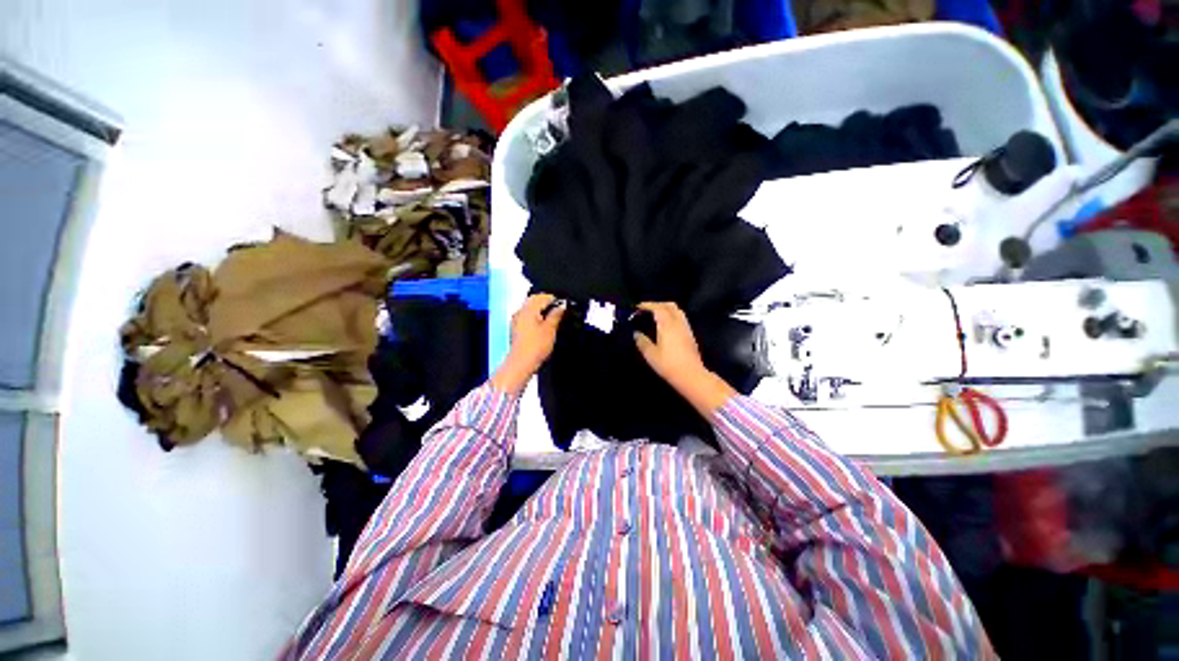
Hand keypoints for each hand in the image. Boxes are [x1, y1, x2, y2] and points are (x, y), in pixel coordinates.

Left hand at [491, 294, 565, 394]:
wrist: (521, 363)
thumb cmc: (534, 347)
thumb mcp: (550, 329)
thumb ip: (556, 315)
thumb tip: (561, 307)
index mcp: (528, 309)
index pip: (543, 296)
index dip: (555, 298)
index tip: (564, 304)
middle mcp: (520, 312)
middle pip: (534, 300)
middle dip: (547, 302)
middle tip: (559, 309)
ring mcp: (517, 320)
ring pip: (530, 308)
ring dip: (541, 309)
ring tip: (553, 317)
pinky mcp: (517, 329)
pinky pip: (527, 317)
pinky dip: (536, 317)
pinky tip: (543, 325)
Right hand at [633, 302, 733, 415]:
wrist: (691, 375)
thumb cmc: (668, 365)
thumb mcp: (650, 354)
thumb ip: (642, 341)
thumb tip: (636, 333)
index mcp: (667, 324)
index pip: (657, 308)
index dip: (647, 305)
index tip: (637, 307)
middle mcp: (678, 322)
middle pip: (669, 305)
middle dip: (657, 304)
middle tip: (646, 310)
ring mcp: (686, 328)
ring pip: (677, 311)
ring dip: (666, 309)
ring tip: (656, 316)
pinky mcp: (690, 335)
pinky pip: (681, 318)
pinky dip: (672, 316)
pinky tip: (666, 325)